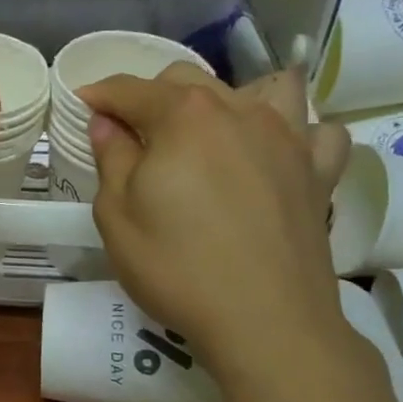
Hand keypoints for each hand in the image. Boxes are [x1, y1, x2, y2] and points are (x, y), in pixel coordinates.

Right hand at [76, 65, 349, 376]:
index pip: (131, 90)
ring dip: (229, 99)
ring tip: (212, 132)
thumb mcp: (117, 216)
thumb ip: (111, 158)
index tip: (83, 105)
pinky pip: (317, 130)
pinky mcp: (319, 170)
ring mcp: (288, 136)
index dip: (100, 96)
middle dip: (153, 96)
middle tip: (134, 136)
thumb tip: (106, 122)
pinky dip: (297, 131)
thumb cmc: (177, 268)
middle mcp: (239, 110)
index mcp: (183, 116)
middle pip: (188, 80)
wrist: (265, 321)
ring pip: (262, 87)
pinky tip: (277, 152)